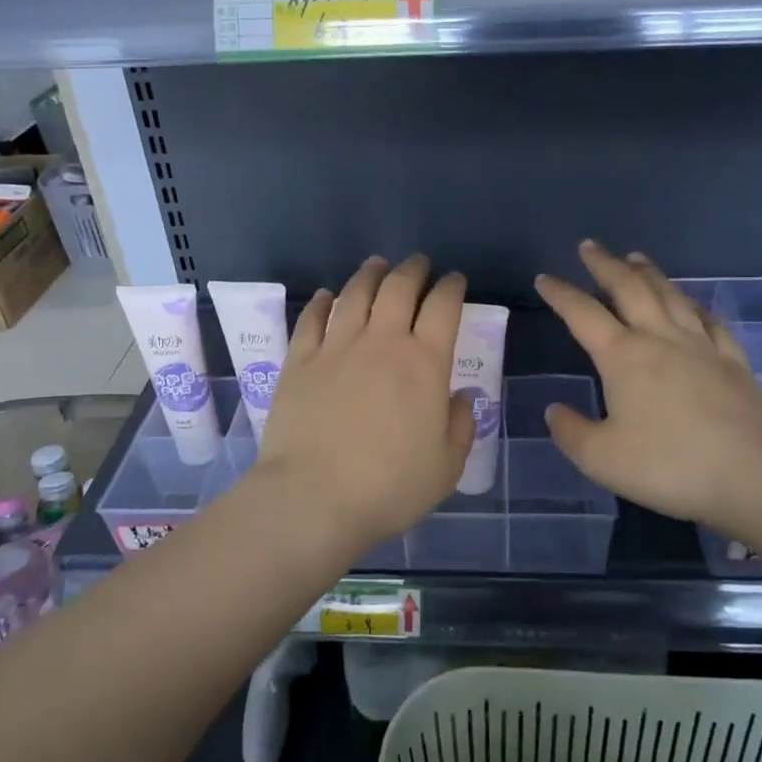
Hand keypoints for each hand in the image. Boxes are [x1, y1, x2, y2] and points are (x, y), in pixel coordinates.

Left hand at [255, 256, 473, 551]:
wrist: (313, 497)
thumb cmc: (388, 487)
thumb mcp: (446, 467)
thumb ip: (460, 426)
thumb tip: (461, 396)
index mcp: (424, 364)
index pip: (443, 307)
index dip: (452, 287)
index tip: (455, 281)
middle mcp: (382, 342)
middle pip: (399, 287)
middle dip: (413, 269)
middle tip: (419, 264)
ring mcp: (336, 347)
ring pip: (355, 293)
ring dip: (370, 274)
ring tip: (378, 265)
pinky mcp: (300, 361)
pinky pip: (313, 318)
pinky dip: (324, 302)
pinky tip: (329, 296)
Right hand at [536, 241, 761, 528]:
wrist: (751, 475)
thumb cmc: (668, 464)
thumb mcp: (600, 458)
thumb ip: (571, 432)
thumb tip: (555, 410)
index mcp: (623, 356)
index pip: (582, 314)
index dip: (561, 293)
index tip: (544, 278)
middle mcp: (660, 338)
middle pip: (629, 288)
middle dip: (605, 265)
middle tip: (590, 247)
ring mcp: (701, 346)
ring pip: (670, 296)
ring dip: (649, 273)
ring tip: (635, 258)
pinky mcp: (733, 361)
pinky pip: (710, 321)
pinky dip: (695, 305)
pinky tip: (692, 304)